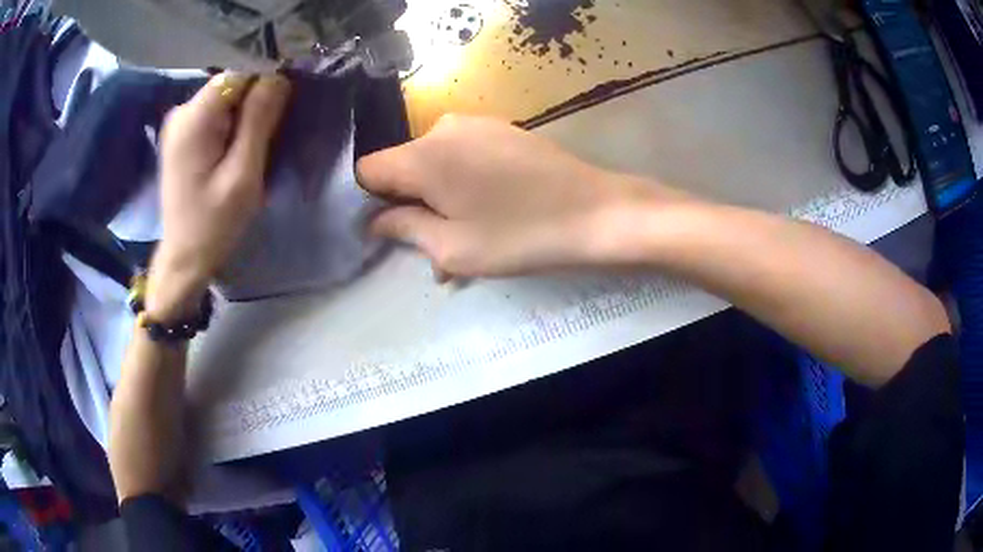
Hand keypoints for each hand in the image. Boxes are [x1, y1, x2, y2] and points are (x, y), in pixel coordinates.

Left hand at [148, 73, 290, 320]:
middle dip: (255, 103)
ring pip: (226, 99)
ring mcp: (180, 123)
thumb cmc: (214, 224)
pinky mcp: (183, 135)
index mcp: (194, 119)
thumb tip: (278, 77)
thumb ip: (259, 122)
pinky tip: (236, 151)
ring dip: (245, 116)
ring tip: (251, 150)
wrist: (184, 258)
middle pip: (232, 85)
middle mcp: (183, 111)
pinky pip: (217, 114)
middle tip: (264, 141)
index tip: (278, 114)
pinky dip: (233, 124)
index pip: (239, 74)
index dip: (264, 85)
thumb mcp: (243, 175)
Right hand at [357, 115, 676, 279]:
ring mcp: (476, 124)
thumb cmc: (520, 236)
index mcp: (423, 155)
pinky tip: (489, 211)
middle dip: (409, 205)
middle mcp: (443, 129)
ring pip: (435, 163)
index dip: (368, 201)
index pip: (367, 170)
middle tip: (433, 248)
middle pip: (402, 167)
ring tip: (466, 237)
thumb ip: (404, 229)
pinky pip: (464, 156)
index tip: (388, 229)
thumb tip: (375, 220)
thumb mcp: (452, 248)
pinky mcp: (503, 130)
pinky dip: (463, 183)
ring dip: (439, 199)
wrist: (596, 212)